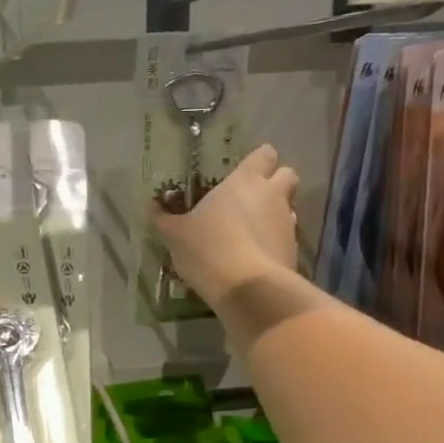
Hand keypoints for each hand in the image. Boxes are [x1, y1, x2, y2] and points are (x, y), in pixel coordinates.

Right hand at [152, 145, 300, 306]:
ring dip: (275, 213)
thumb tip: (150, 208)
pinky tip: (255, 256)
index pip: (264, 154)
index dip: (257, 160)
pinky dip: (275, 241)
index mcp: (245, 181)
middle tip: (252, 198)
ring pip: (289, 207)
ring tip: (251, 231)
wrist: (248, 289)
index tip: (243, 172)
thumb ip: (163, 219)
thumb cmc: (208, 249)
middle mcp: (272, 195)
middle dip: (275, 181)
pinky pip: (286, 237)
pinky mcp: (293, 250)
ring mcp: (288, 223)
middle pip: (287, 174)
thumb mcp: (175, 235)